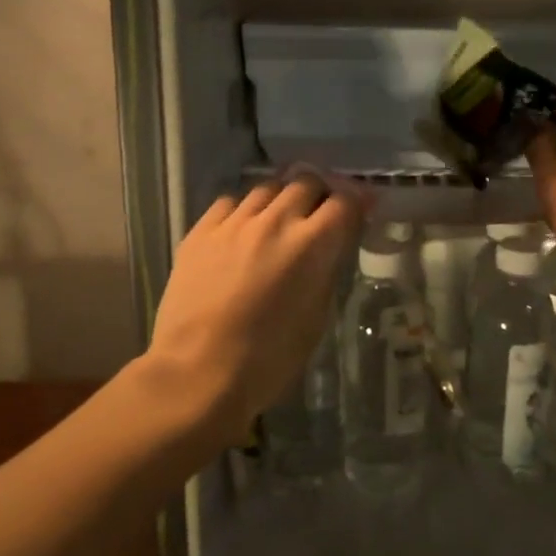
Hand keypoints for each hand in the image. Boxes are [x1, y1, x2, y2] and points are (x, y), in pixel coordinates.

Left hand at [143, 171, 366, 440]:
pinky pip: (229, 202)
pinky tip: (242, 229)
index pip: (344, 201)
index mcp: (312, 244)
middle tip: (319, 213)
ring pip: (267, 187)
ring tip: (280, 218)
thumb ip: (326, 271)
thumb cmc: (268, 359)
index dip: (356, 203)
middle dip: (319, 193)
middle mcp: (275, 221)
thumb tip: (331, 248)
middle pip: (306, 182)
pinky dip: (244, 210)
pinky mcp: (200, 231)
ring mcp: (234, 223)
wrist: (196, 373)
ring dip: (281, 199)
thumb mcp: (316, 317)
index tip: (359, 210)